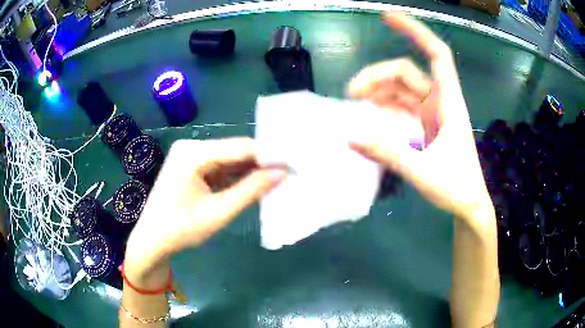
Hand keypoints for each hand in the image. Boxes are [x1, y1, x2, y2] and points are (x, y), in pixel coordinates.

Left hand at [124, 138, 286, 282]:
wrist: (152, 241)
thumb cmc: (181, 229)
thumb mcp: (219, 212)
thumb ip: (251, 190)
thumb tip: (282, 172)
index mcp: (194, 153)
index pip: (240, 148)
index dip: (269, 155)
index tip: (294, 164)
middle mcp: (191, 147)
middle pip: (235, 150)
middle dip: (261, 163)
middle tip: (289, 173)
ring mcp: (190, 156)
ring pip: (229, 159)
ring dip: (250, 170)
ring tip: (277, 178)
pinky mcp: (191, 167)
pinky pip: (220, 167)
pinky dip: (236, 176)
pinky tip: (253, 184)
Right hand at [348, 12, 492, 225]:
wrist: (468, 205)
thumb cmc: (456, 187)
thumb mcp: (423, 171)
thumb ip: (388, 153)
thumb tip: (349, 137)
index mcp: (448, 103)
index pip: (436, 55)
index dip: (415, 32)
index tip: (388, 18)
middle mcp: (439, 102)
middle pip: (407, 73)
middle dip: (378, 76)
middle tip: (352, 93)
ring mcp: (431, 115)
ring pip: (401, 90)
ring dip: (378, 92)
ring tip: (355, 106)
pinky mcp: (424, 128)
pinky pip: (400, 109)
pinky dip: (384, 109)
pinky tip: (369, 119)